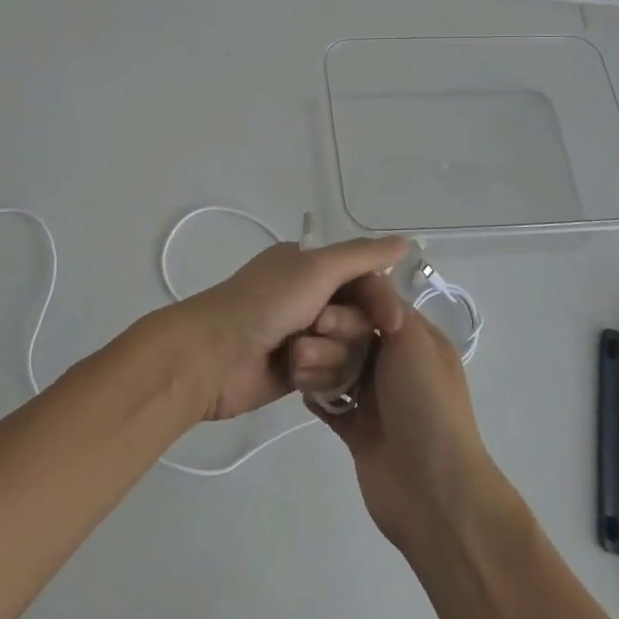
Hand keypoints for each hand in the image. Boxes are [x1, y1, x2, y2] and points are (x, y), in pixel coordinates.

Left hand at [173, 235, 406, 420]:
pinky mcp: (297, 372)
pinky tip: (295, 377)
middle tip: (318, 328)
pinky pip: (331, 376)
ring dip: (327, 355)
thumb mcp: (316, 268)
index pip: (365, 280)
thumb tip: (404, 241)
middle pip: (360, 319)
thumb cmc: (266, 302)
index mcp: (310, 266)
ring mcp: (303, 335)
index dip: (381, 301)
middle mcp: (309, 297)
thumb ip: (362, 257)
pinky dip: (316, 375)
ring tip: (297, 356)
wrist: (215, 355)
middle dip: (344, 329)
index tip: (393, 324)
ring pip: (348, 351)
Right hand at [311, 277, 510, 556]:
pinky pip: (331, 403)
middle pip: (352, 337)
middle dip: (327, 337)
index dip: (348, 307)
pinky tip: (298, 387)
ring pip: (338, 368)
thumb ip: (387, 309)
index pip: (376, 308)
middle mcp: (398, 366)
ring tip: (297, 367)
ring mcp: (378, 400)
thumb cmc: (426, 404)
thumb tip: (367, 287)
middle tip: (304, 346)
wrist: (433, 489)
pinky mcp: (358, 430)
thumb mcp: (415, 342)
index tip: (322, 313)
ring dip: (317, 365)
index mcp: (417, 341)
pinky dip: (316, 395)